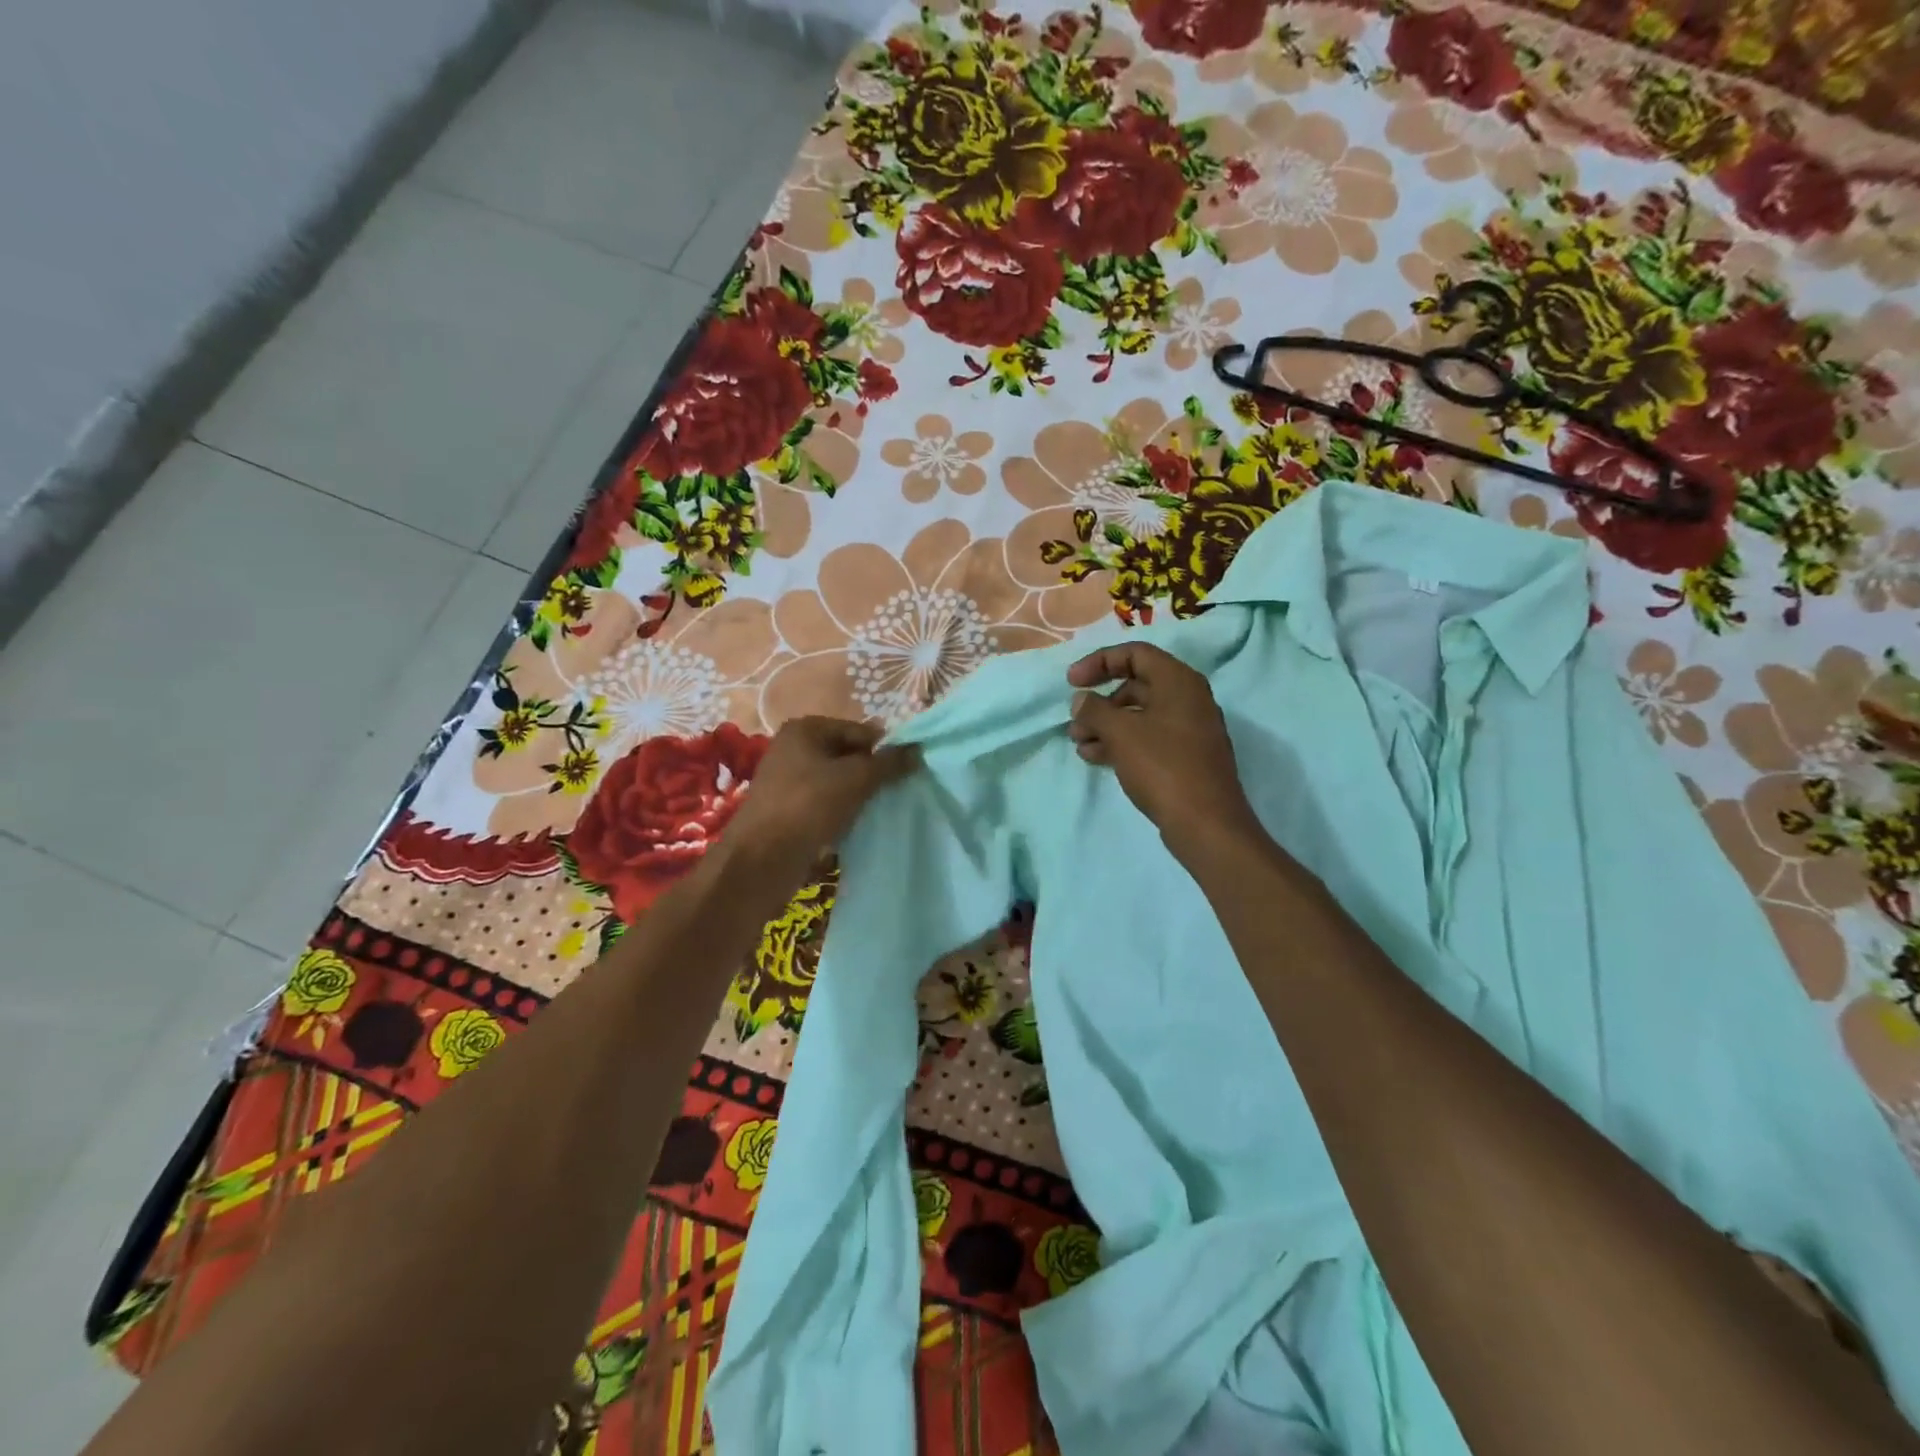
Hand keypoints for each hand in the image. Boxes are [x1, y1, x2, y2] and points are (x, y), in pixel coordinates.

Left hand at [723, 717, 917, 887]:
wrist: (761, 861)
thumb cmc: (808, 806)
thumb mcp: (855, 779)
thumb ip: (888, 763)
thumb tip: (917, 750)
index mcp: (805, 730)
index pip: (859, 731)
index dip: (884, 750)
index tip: (906, 773)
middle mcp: (793, 750)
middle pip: (848, 756)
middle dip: (872, 774)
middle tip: (895, 793)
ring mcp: (788, 782)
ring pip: (838, 783)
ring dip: (859, 796)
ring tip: (879, 811)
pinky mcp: (788, 812)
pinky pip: (826, 805)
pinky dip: (843, 813)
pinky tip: (858, 827)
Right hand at [1067, 643, 1262, 861]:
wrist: (1206, 823)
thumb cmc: (1162, 766)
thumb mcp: (1120, 733)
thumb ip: (1095, 710)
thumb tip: (1082, 700)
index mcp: (1178, 681)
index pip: (1135, 653)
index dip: (1099, 662)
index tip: (1071, 682)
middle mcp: (1188, 698)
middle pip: (1136, 684)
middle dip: (1100, 701)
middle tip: (1074, 719)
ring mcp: (1189, 729)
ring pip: (1139, 715)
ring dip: (1106, 725)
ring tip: (1079, 743)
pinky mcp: (1185, 757)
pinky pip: (1148, 738)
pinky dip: (1121, 742)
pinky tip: (1095, 757)